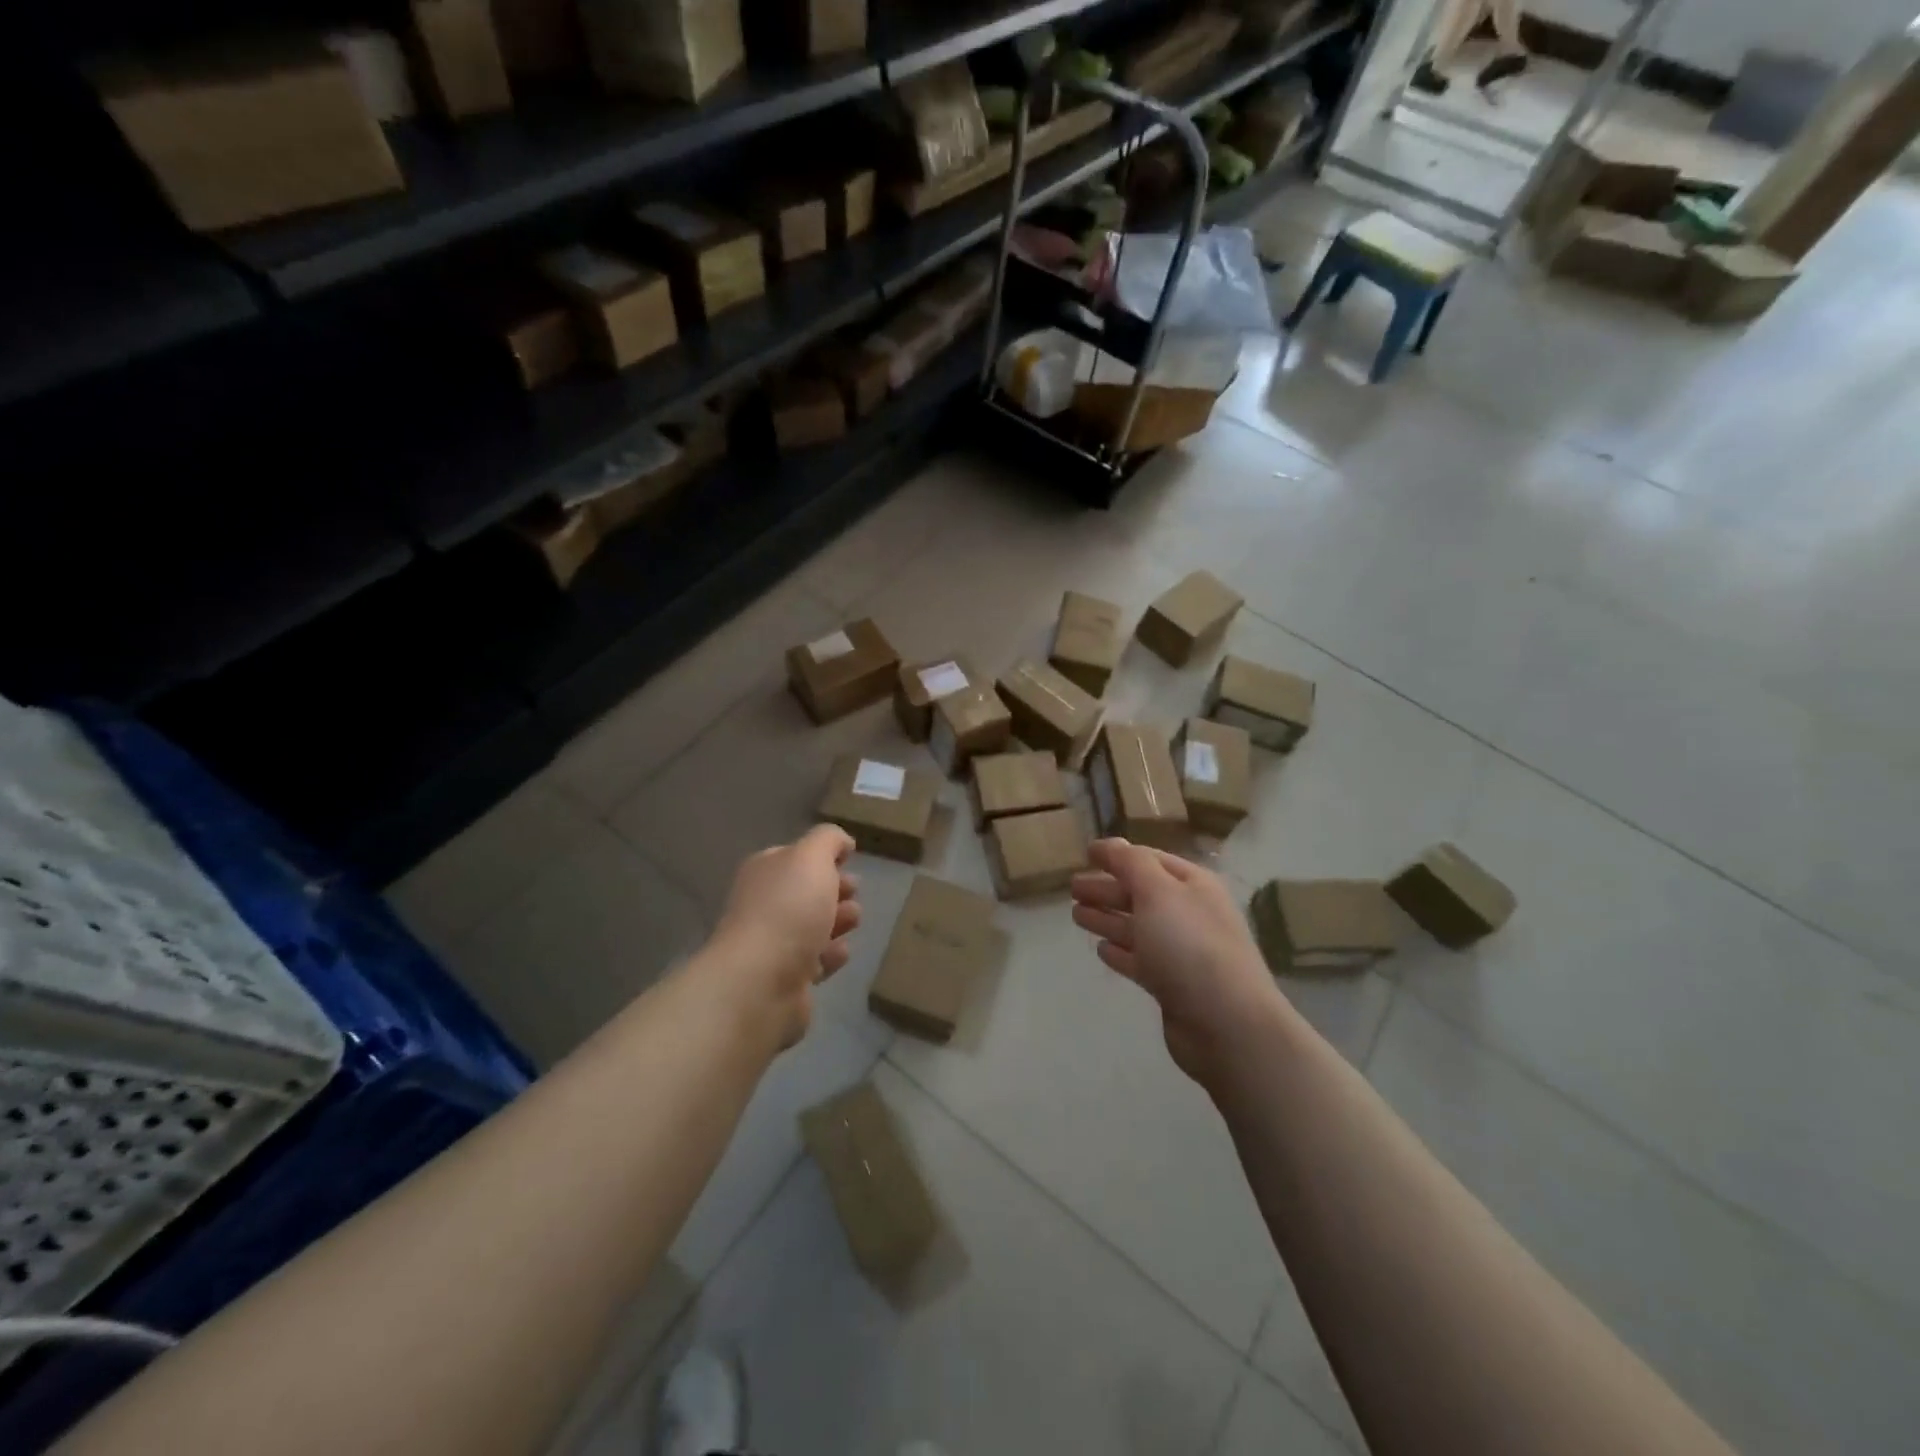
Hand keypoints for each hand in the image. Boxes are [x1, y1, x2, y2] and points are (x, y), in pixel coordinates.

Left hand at [708, 825, 861, 1048]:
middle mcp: (765, 904)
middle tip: (854, 891)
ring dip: (838, 921)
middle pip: (806, 892)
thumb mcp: (811, 857)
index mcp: (765, 871)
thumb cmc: (788, 909)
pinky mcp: (786, 979)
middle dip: (835, 889)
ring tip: (853, 920)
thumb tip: (842, 843)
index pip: (795, 856)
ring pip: (814, 926)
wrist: (761, 981)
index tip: (849, 860)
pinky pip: (816, 961)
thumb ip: (829, 840)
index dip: (823, 856)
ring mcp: (773, 944)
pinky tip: (841, 952)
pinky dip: (831, 955)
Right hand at [1070, 839, 1280, 1085]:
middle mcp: (1189, 913)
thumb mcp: (1157, 891)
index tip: (1085, 853)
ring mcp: (1181, 951)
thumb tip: (1110, 843)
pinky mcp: (1172, 985)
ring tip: (1075, 914)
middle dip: (1106, 888)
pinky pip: (1140, 960)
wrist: (1226, 1023)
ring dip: (1107, 918)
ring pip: (1137, 927)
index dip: (1118, 855)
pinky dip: (1120, 952)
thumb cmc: (1189, 946)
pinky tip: (1101, 949)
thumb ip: (1130, 863)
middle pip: (1140, 894)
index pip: (1150, 860)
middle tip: (1071, 887)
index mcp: (1192, 885)